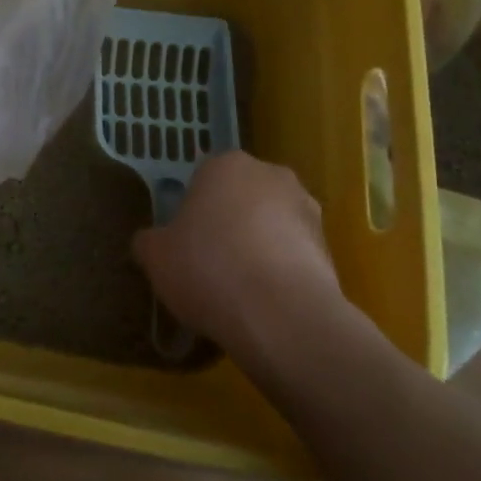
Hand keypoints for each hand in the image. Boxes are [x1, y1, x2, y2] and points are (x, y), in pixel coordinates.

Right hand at [132, 152, 360, 364]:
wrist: (281, 316)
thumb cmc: (208, 269)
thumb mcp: (156, 257)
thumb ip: (149, 241)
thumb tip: (150, 242)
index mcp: (226, 165)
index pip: (203, 177)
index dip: (193, 210)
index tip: (186, 241)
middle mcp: (271, 175)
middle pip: (242, 196)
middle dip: (230, 222)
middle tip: (210, 262)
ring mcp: (307, 209)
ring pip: (272, 224)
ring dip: (260, 246)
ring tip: (241, 290)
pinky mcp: (330, 247)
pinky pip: (294, 254)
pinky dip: (282, 271)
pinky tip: (266, 303)